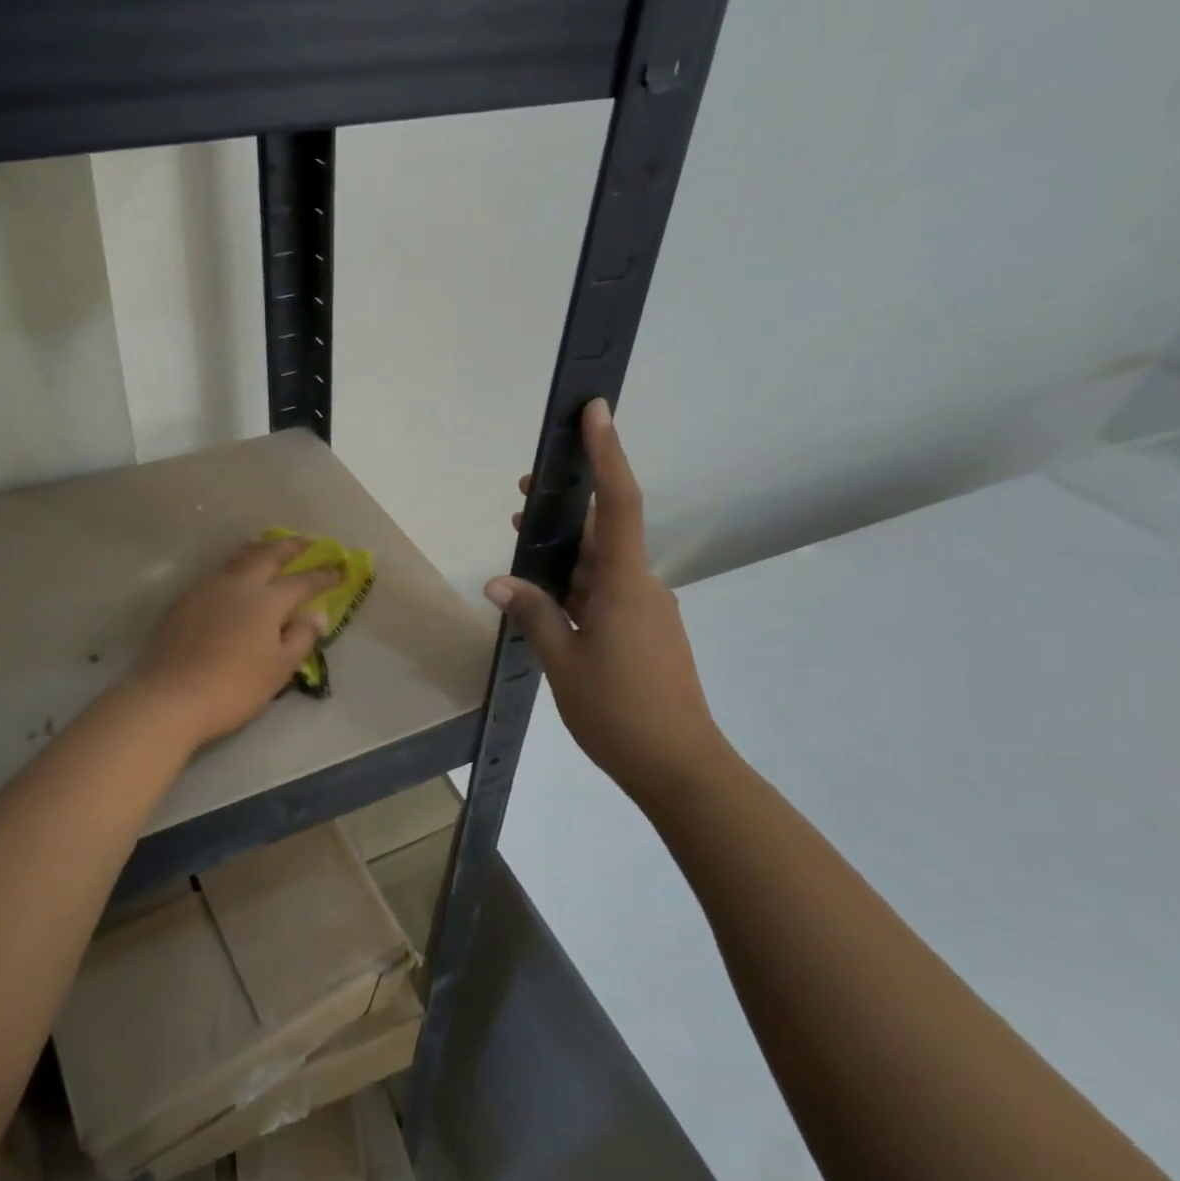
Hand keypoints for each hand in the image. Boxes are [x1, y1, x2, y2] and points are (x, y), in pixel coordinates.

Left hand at [132, 538, 342, 750]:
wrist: (170, 697)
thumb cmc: (234, 687)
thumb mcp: (279, 669)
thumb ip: (301, 638)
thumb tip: (317, 615)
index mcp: (267, 600)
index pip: (303, 581)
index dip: (324, 575)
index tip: (342, 567)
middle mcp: (238, 584)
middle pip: (269, 555)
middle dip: (292, 546)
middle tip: (308, 541)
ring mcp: (207, 589)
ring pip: (239, 558)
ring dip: (261, 548)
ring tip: (271, 545)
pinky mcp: (185, 601)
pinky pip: (218, 573)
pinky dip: (236, 566)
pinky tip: (235, 578)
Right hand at [486, 400, 730, 806]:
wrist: (680, 767)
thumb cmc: (619, 712)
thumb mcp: (563, 661)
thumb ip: (534, 615)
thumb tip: (499, 583)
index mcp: (624, 585)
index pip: (617, 505)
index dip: (607, 454)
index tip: (596, 413)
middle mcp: (642, 587)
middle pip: (603, 532)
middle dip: (565, 509)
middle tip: (520, 493)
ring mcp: (647, 611)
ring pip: (602, 567)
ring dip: (565, 554)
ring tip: (521, 548)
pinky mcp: (646, 633)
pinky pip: (607, 595)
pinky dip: (577, 587)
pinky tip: (548, 602)